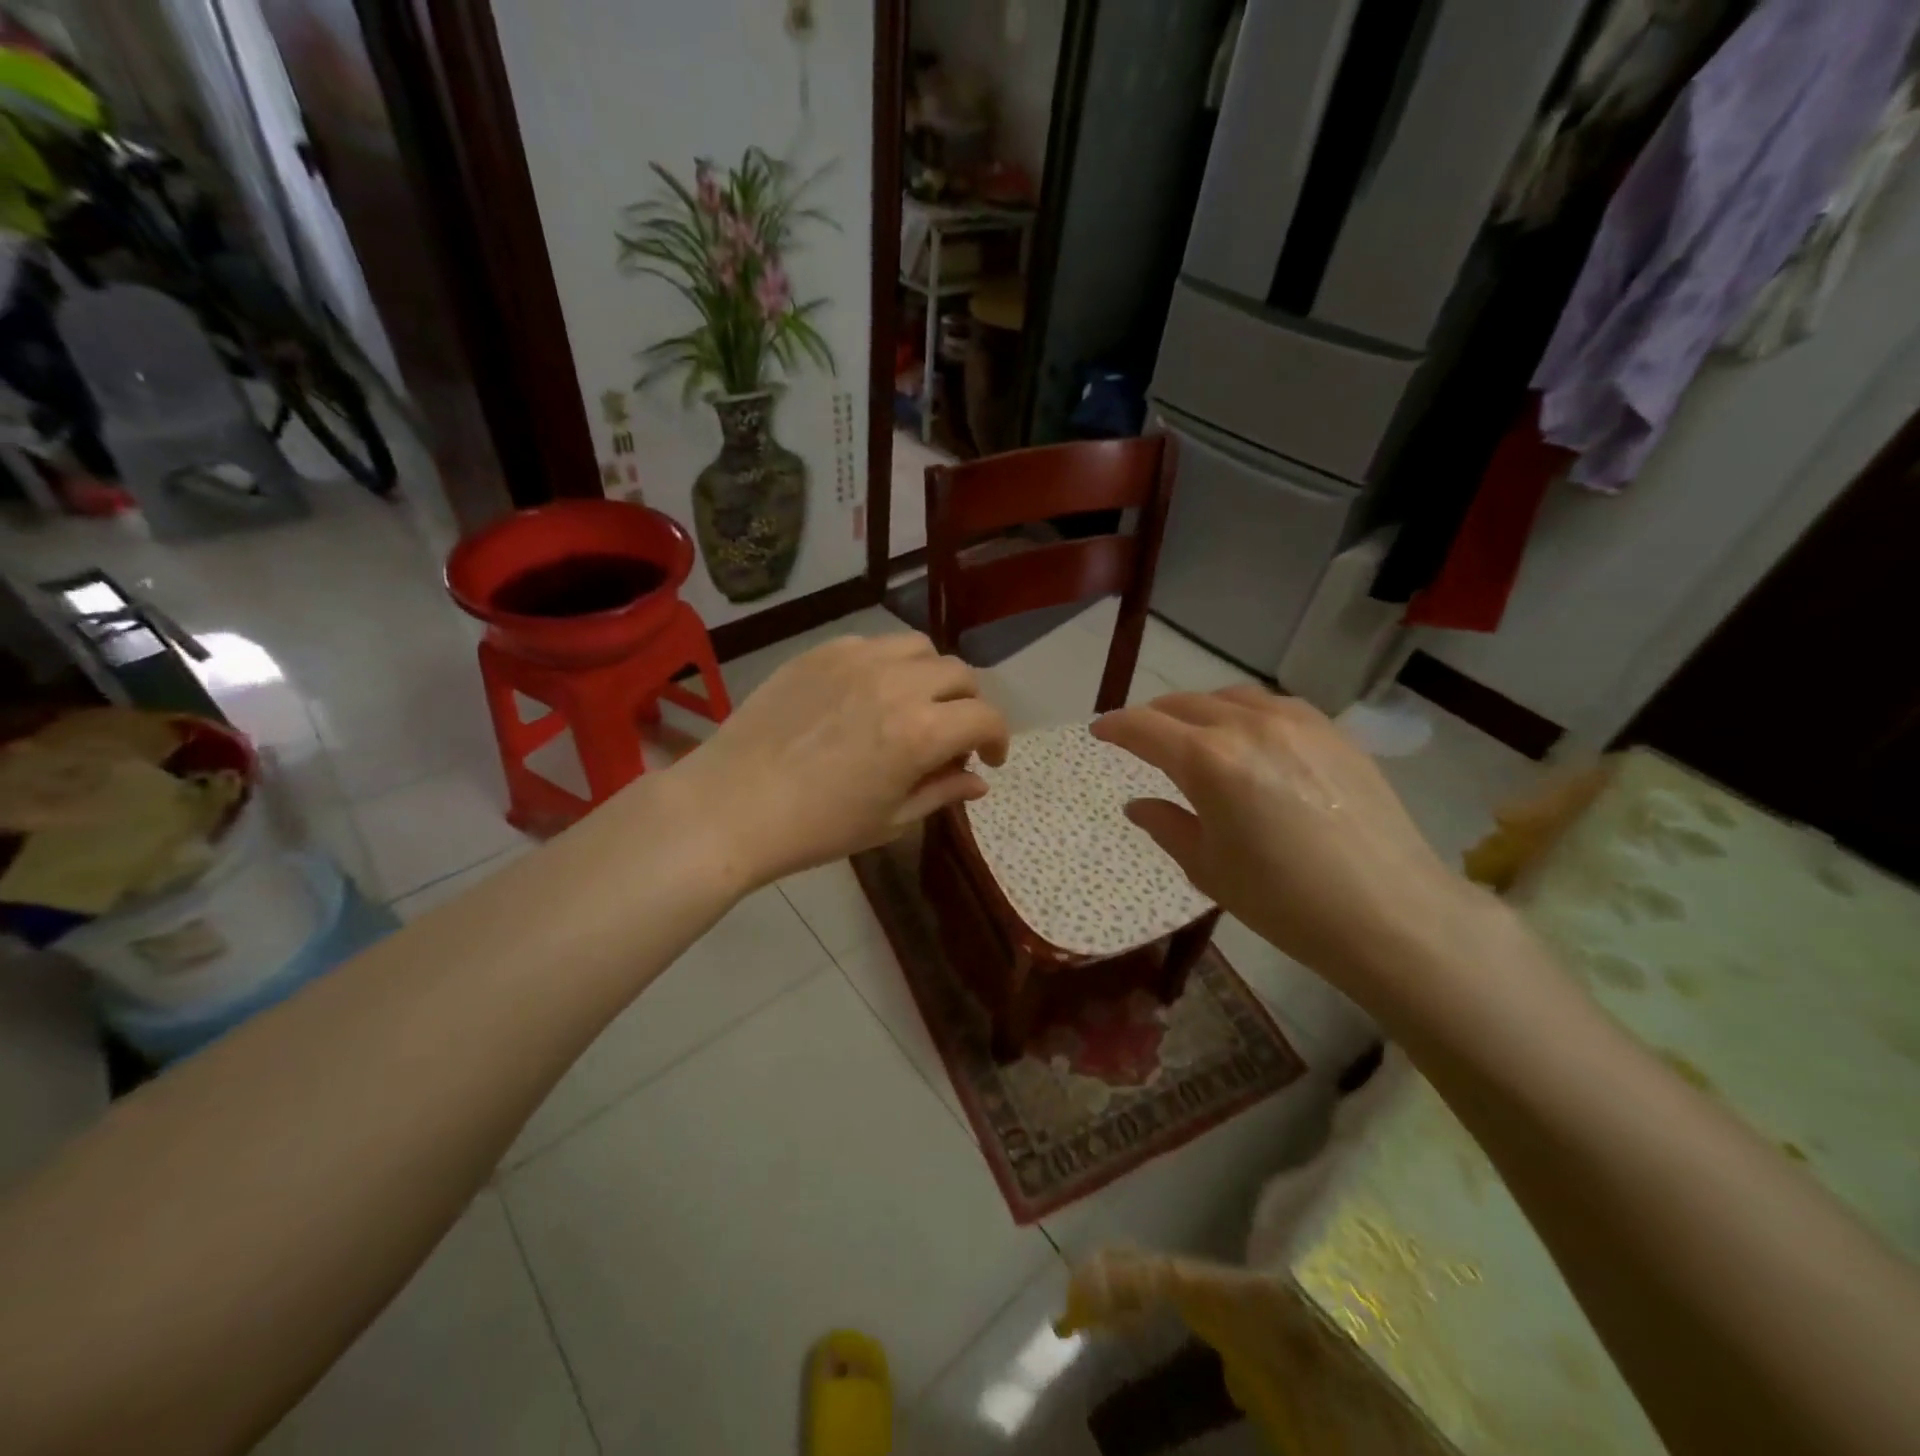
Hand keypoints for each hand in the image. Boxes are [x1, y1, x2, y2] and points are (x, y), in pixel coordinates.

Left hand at [675, 633, 1009, 887]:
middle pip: (960, 674)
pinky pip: (873, 644)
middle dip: (968, 706)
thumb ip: (943, 791)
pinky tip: (868, 694)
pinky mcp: (821, 652)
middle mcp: (898, 683)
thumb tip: (979, 781)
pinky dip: (888, 665)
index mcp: (922, 731)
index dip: (999, 739)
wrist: (732, 806)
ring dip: (931, 676)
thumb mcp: (891, 820)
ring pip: (919, 648)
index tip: (988, 759)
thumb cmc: (817, 827)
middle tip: (953, 735)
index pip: (986, 717)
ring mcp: (857, 660)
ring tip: (914, 705)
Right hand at [1092, 688, 1489, 1004]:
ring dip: (1200, 710)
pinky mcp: (1332, 731)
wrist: (1390, 912)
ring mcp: (1296, 722)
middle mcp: (1248, 726)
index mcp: (1208, 762)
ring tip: (1194, 733)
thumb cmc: (1284, 901)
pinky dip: (1245, 713)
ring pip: (1230, 697)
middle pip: (1184, 704)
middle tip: (1142, 738)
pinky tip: (1250, 738)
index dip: (1115, 727)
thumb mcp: (1209, 869)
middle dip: (1154, 717)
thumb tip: (1137, 804)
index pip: (1145, 728)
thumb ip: (1166, 826)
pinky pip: (1273, 706)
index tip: (1098, 732)